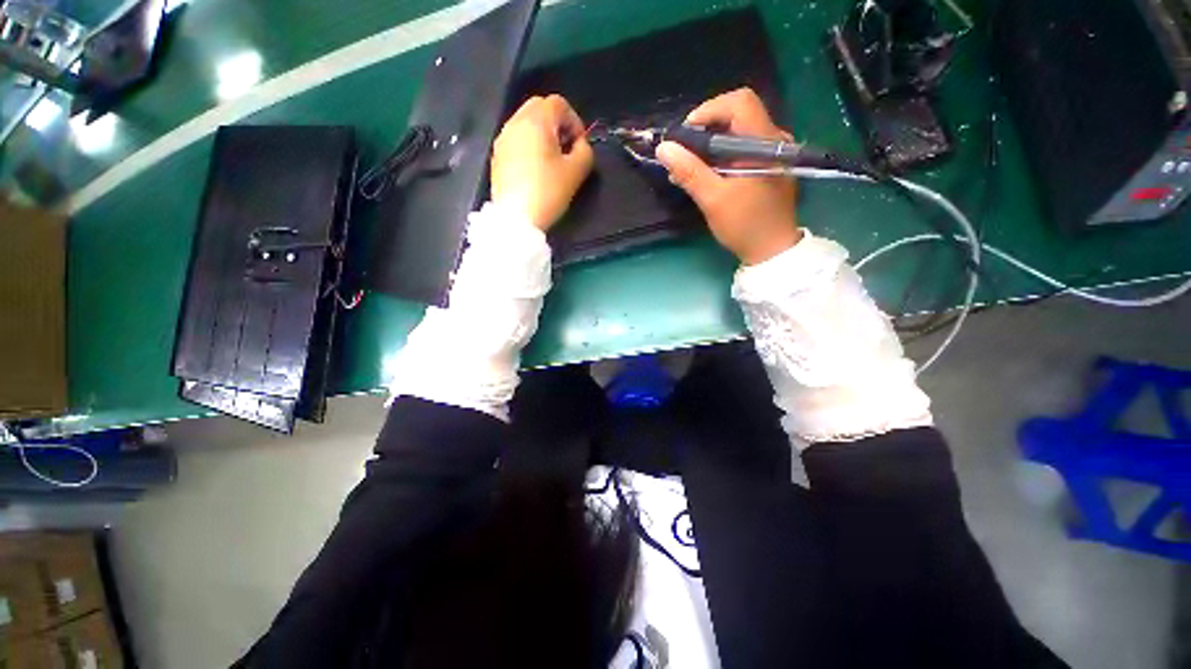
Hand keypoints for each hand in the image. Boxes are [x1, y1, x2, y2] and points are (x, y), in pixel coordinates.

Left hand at [491, 95, 594, 230]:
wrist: (516, 219)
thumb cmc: (548, 192)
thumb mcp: (576, 172)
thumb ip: (585, 152)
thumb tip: (580, 145)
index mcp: (536, 121)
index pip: (558, 104)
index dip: (574, 120)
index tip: (580, 144)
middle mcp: (515, 123)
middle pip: (539, 107)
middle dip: (557, 123)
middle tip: (566, 148)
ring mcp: (502, 140)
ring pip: (525, 123)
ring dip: (542, 134)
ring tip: (551, 160)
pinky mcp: (497, 157)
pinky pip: (516, 140)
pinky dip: (528, 145)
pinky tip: (535, 169)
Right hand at [656, 88, 800, 265]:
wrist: (772, 250)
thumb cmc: (744, 225)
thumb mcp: (713, 200)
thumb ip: (689, 171)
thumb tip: (663, 148)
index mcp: (764, 143)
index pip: (739, 102)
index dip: (708, 111)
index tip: (686, 135)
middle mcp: (773, 140)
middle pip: (737, 115)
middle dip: (705, 130)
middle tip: (684, 153)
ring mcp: (773, 153)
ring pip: (738, 133)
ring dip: (710, 145)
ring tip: (689, 167)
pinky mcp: (769, 166)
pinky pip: (742, 149)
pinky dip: (721, 156)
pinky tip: (706, 174)